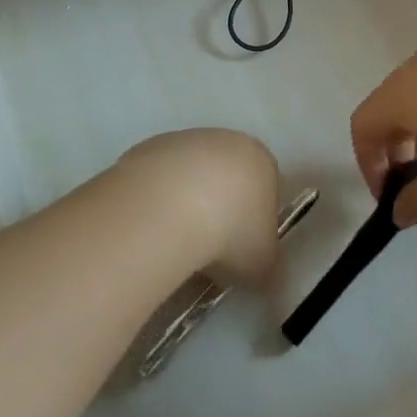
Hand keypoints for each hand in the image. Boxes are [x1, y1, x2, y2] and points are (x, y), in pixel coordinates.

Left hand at [118, 128, 281, 282]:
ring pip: (190, 174)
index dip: (254, 222)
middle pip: (227, 176)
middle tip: (209, 248)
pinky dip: (158, 199)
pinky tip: (152, 225)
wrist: (170, 209)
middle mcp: (226, 140)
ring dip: (186, 202)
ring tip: (175, 241)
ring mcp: (185, 139)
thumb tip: (264, 276)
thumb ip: (267, 265)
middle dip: (220, 208)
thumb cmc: (230, 233)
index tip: (241, 251)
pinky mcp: (149, 147)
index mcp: (261, 161)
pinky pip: (159, 177)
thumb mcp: (263, 264)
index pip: (265, 188)